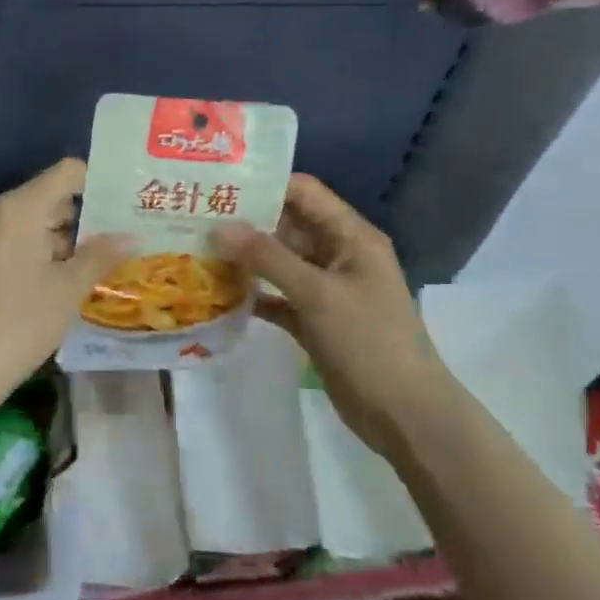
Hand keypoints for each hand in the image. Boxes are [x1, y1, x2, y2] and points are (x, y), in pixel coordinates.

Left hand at [0, 159, 127, 414]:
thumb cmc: (19, 322)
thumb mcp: (68, 289)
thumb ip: (100, 256)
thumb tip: (131, 236)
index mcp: (19, 208)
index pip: (66, 173)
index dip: (99, 182)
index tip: (128, 202)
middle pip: (50, 198)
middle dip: (88, 216)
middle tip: (126, 234)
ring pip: (34, 225)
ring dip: (67, 240)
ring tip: (106, 260)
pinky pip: (16, 245)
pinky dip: (43, 255)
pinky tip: (68, 280)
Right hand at [217, 175, 455, 447]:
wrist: (403, 414)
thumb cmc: (368, 342)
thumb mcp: (318, 293)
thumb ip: (268, 258)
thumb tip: (219, 227)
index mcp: (351, 236)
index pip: (304, 193)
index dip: (264, 185)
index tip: (218, 186)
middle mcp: (337, 255)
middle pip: (287, 226)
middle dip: (245, 222)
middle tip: (195, 217)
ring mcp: (325, 289)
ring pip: (278, 263)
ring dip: (244, 259)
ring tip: (196, 249)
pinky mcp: (313, 320)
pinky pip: (276, 297)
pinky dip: (252, 294)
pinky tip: (216, 293)